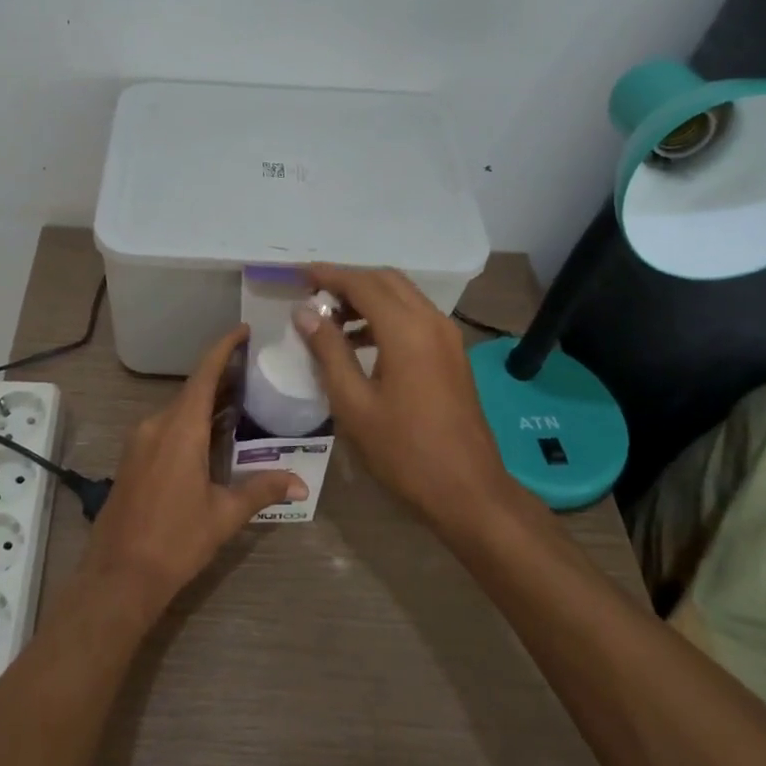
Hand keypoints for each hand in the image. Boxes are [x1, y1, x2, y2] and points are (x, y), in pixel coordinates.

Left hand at [77, 326, 306, 620]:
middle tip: (256, 371)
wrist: (118, 576)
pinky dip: (191, 422)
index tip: (244, 330)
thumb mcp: (224, 515)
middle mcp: (157, 425)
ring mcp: (141, 441)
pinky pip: (167, 427)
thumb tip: (300, 483)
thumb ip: (261, 491)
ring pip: (179, 410)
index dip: (224, 348)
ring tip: (241, 401)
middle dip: (223, 378)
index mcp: (180, 429)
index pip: (205, 374)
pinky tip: (212, 436)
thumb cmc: (175, 541)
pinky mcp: (134, 458)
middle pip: (193, 390)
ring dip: (207, 403)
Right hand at [297, 265, 519, 533]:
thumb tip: (305, 312)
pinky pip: (414, 316)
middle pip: (385, 281)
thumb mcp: (353, 403)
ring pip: (402, 296)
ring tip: (329, 320)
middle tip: (312, 295)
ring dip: (367, 298)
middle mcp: (431, 321)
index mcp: (406, 330)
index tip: (298, 275)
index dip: (328, 275)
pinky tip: (360, 342)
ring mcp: (447, 336)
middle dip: (348, 281)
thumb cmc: (403, 451)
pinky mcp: (452, 353)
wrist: (467, 489)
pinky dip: (385, 316)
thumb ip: (328, 351)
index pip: (362, 283)